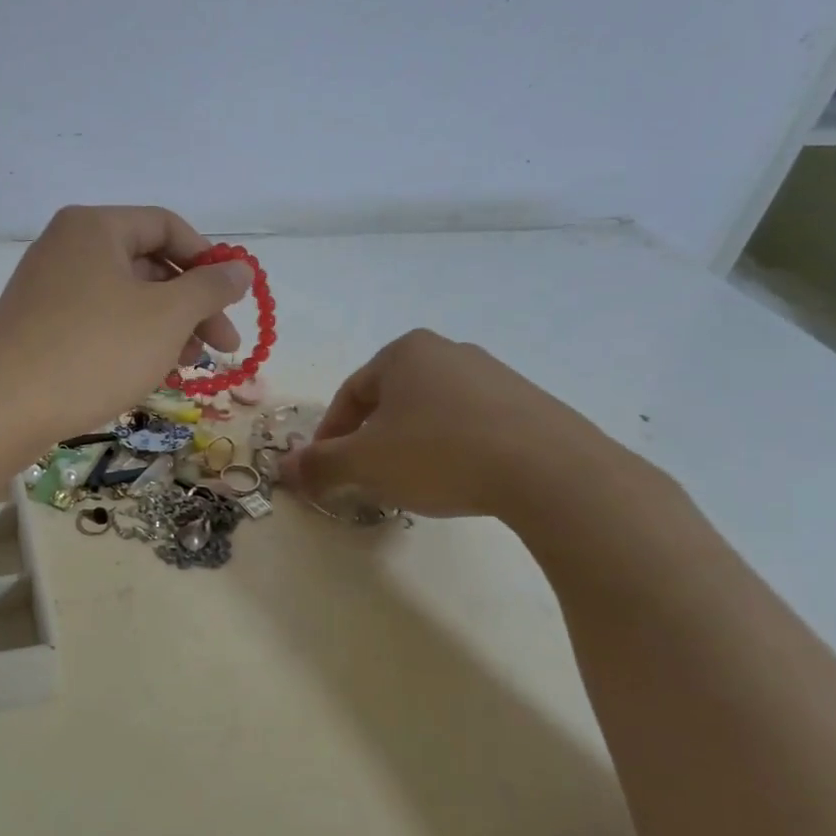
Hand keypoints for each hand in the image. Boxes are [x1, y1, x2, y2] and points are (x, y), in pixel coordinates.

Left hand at [0, 206, 253, 448]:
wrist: (4, 409)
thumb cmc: (95, 351)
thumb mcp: (166, 317)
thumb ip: (210, 288)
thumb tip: (242, 268)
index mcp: (95, 227)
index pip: (167, 226)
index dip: (208, 261)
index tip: (232, 302)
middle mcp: (67, 246)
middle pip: (148, 265)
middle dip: (191, 305)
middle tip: (222, 347)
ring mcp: (48, 287)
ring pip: (125, 298)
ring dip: (166, 328)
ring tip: (189, 366)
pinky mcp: (39, 324)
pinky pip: (98, 320)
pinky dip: (131, 340)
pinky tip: (151, 372)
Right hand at [282, 329, 633, 521]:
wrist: (550, 471)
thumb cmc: (440, 454)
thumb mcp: (366, 463)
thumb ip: (320, 464)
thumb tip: (284, 469)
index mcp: (404, 352)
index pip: (349, 393)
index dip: (330, 434)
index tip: (325, 469)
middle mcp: (448, 352)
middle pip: (390, 400)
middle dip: (371, 440)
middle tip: (365, 477)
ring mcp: (494, 375)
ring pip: (431, 412)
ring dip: (410, 445)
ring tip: (412, 484)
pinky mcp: (529, 403)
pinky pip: (472, 424)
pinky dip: (452, 449)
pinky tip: (460, 480)